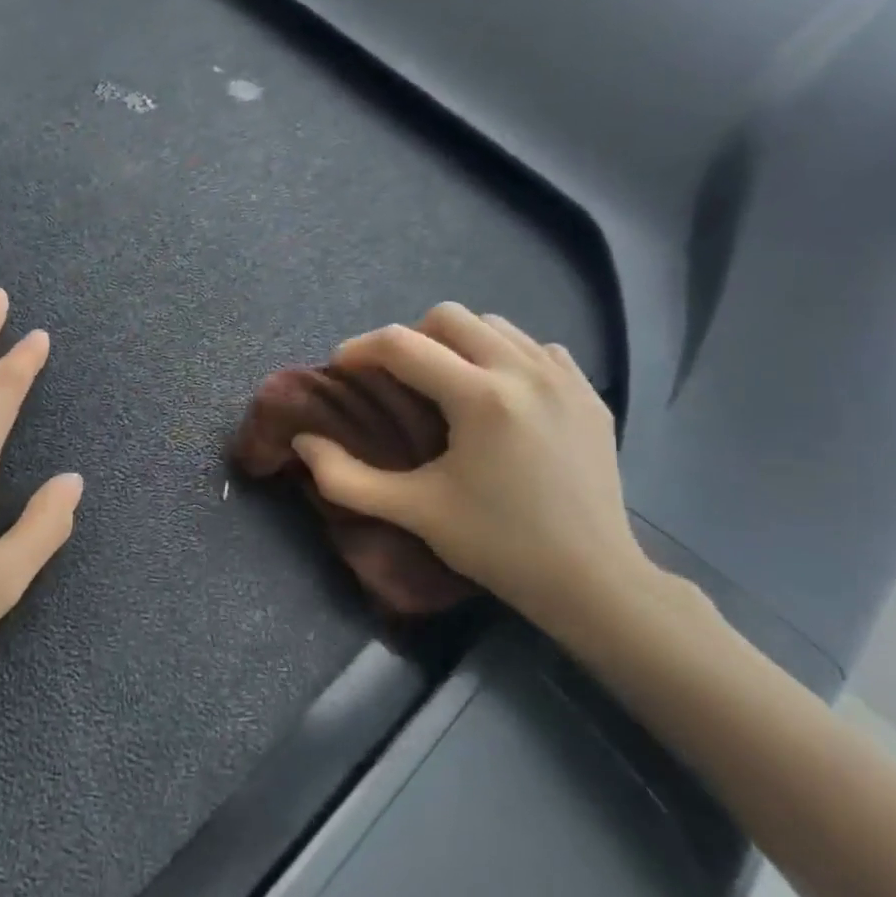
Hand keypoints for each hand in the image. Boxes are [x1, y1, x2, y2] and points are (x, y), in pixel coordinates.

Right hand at [291, 303, 660, 649]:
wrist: (591, 579)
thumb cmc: (496, 545)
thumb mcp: (413, 512)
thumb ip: (345, 477)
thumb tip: (304, 441)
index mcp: (480, 397)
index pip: (403, 344)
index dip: (360, 349)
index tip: (341, 367)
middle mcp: (525, 371)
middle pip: (450, 317)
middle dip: (410, 338)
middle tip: (395, 378)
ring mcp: (564, 378)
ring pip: (495, 325)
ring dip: (457, 343)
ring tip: (444, 383)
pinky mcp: (590, 393)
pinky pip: (536, 347)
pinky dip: (505, 356)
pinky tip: (497, 396)